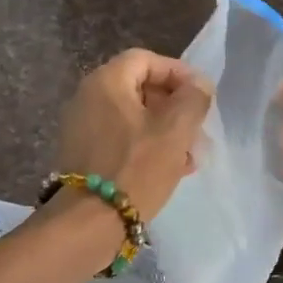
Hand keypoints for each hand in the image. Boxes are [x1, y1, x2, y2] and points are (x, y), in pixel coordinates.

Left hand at [55, 49, 212, 218]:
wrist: (89, 223)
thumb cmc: (135, 168)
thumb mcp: (175, 130)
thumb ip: (193, 99)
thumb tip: (198, 85)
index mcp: (106, 82)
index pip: (146, 60)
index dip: (178, 73)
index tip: (201, 96)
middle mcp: (87, 97)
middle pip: (139, 88)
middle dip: (174, 106)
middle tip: (198, 128)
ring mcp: (82, 127)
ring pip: (133, 116)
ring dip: (165, 129)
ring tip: (190, 155)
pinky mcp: (83, 154)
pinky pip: (120, 138)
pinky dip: (146, 145)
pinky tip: (170, 169)